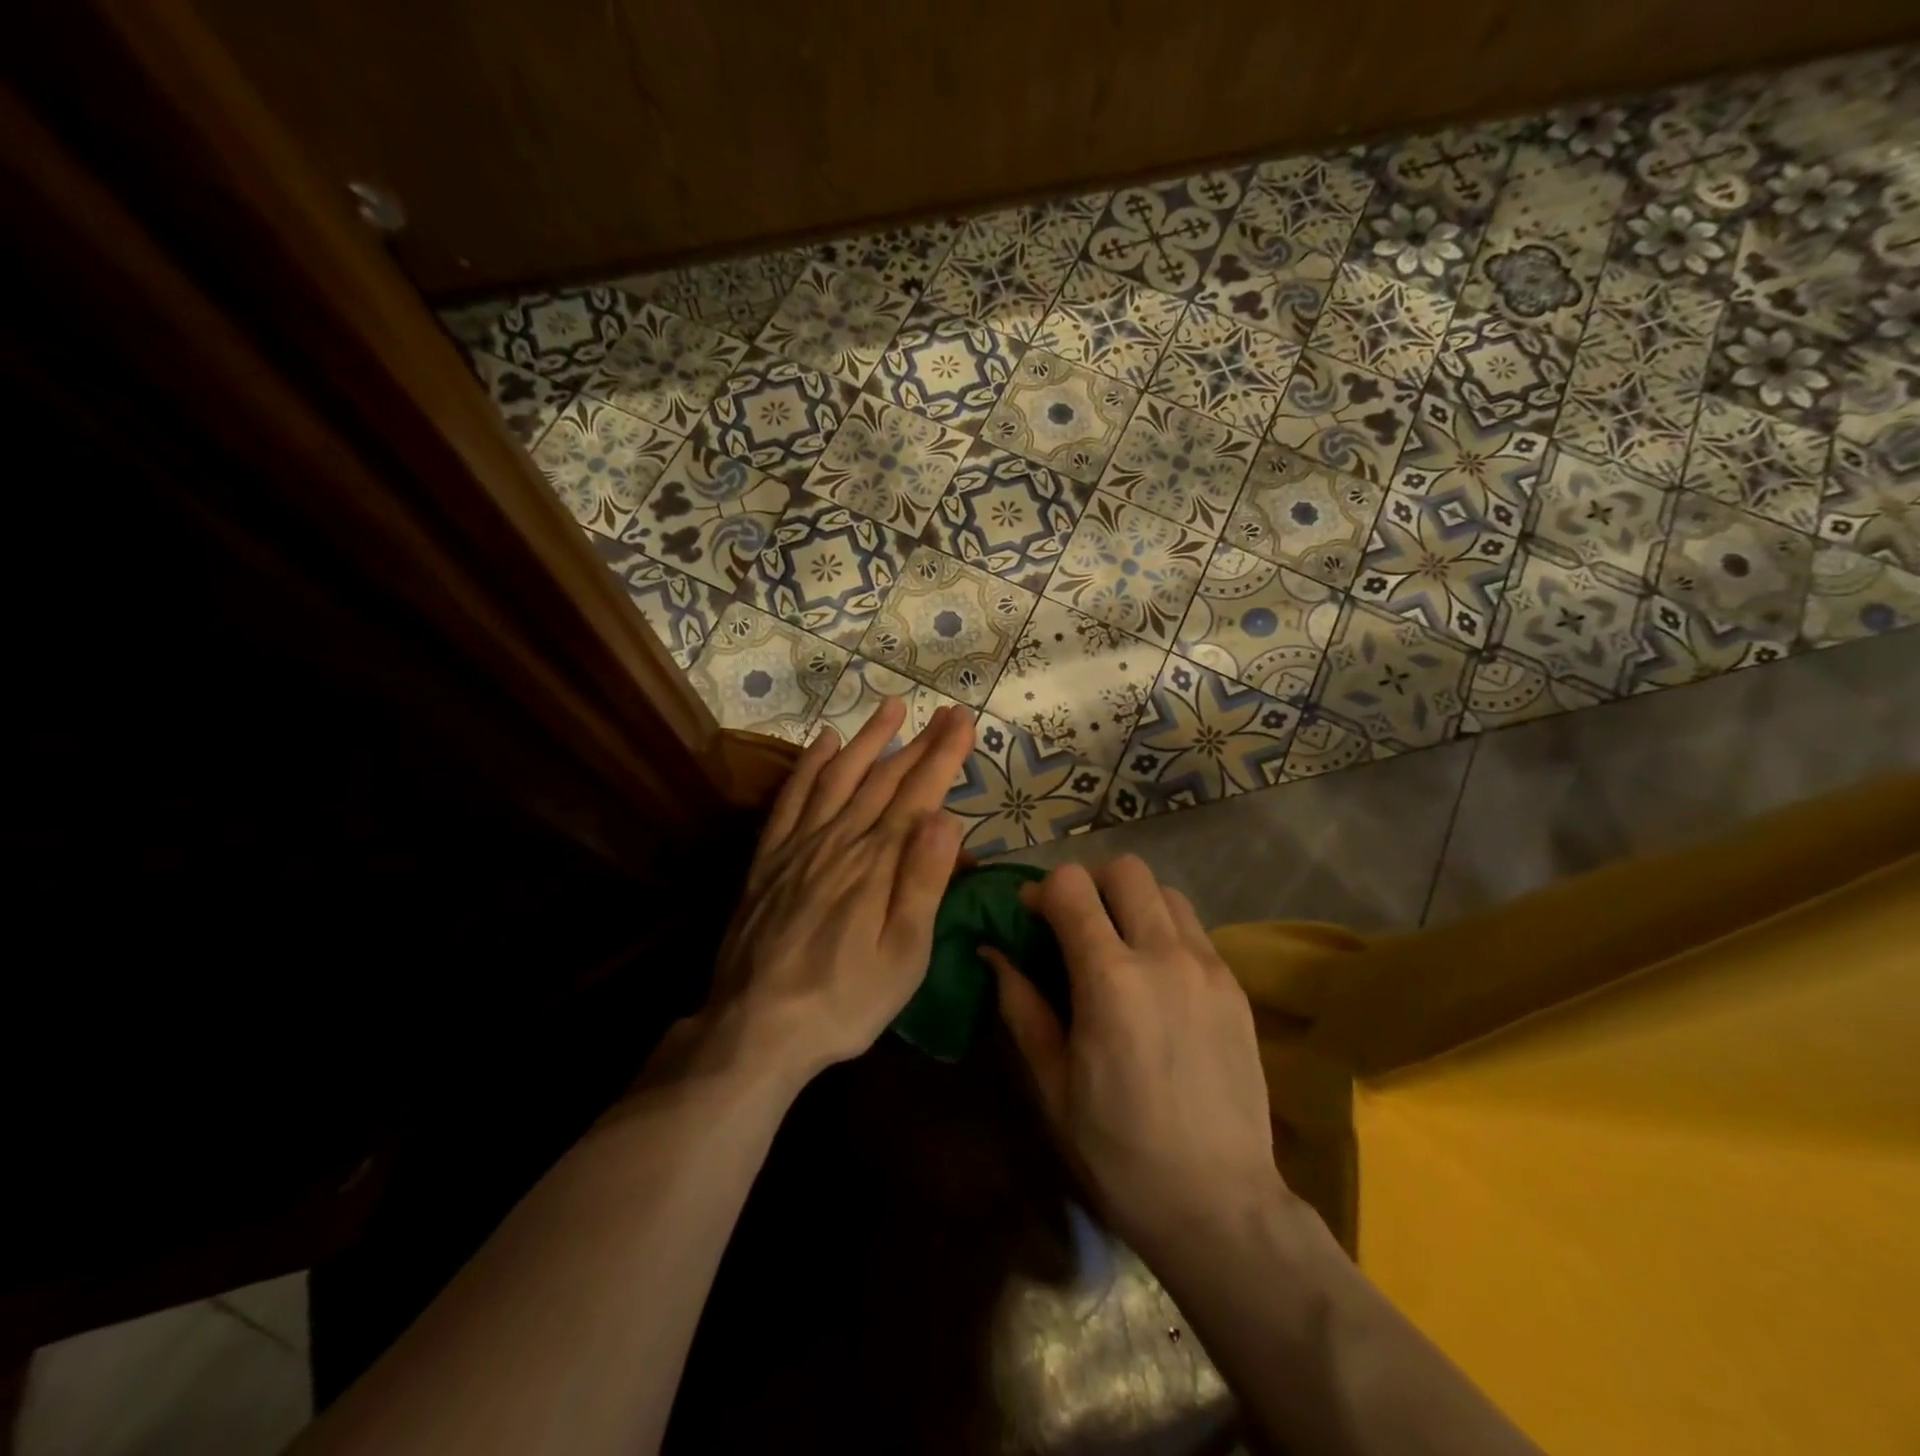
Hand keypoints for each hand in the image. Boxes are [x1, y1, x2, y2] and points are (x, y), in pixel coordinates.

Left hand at [703, 699, 973, 1085]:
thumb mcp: (903, 955)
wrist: (756, 1027)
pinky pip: (792, 798)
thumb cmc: (844, 1000)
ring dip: (867, 740)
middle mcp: (840, 840)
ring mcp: (800, 845)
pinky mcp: (770, 858)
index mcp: (878, 863)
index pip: (919, 796)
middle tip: (943, 712)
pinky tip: (822, 742)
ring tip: (890, 708)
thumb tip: (946, 817)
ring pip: (839, 777)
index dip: (943, 756)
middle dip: (918, 742)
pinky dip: (808, 766)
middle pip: (884, 779)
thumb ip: (923, 882)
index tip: (963, 721)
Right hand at [982, 857, 1286, 1259]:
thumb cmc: (1119, 1151)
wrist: (1220, 1205)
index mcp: (1110, 980)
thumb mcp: (1053, 1084)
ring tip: (1119, 945)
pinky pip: (1195, 929)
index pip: (1072, 887)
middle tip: (1076, 925)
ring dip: (1133, 902)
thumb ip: (1022, 1006)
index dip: (1043, 891)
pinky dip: (1166, 930)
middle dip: (1091, 884)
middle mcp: (1164, 956)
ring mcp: (1208, 967)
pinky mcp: (1235, 986)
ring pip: (1166, 891)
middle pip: (1126, 870)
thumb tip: (993, 953)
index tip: (1033, 918)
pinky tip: (1156, 978)